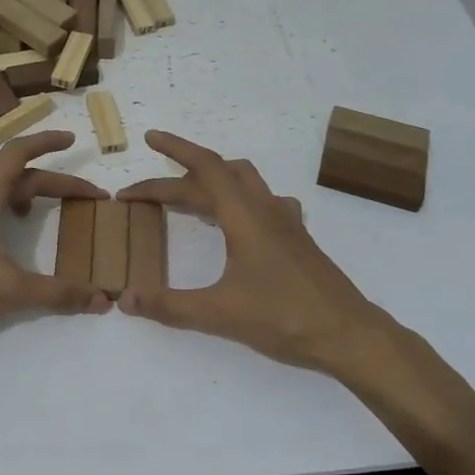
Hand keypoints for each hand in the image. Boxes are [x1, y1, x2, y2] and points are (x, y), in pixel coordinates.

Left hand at [0, 131, 109, 351]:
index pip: (18, 152)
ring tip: (25, 207)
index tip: (72, 139)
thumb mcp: (10, 292)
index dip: (47, 141)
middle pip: (8, 166)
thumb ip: (58, 293)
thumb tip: (102, 300)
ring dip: (9, 178)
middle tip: (75, 197)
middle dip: (44, 176)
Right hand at [117, 131, 399, 374]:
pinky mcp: (297, 240)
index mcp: (245, 215)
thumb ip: (169, 305)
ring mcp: (286, 223)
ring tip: (187, 197)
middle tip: (144, 194)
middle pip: (218, 176)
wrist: (349, 336)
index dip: (176, 149)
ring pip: (245, 183)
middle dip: (177, 178)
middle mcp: (265, 209)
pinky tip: (238, 223)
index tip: (150, 138)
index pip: (205, 168)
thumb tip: (125, 298)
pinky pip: (264, 203)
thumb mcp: (219, 313)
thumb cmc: (285, 318)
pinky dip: (240, 201)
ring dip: (212, 182)